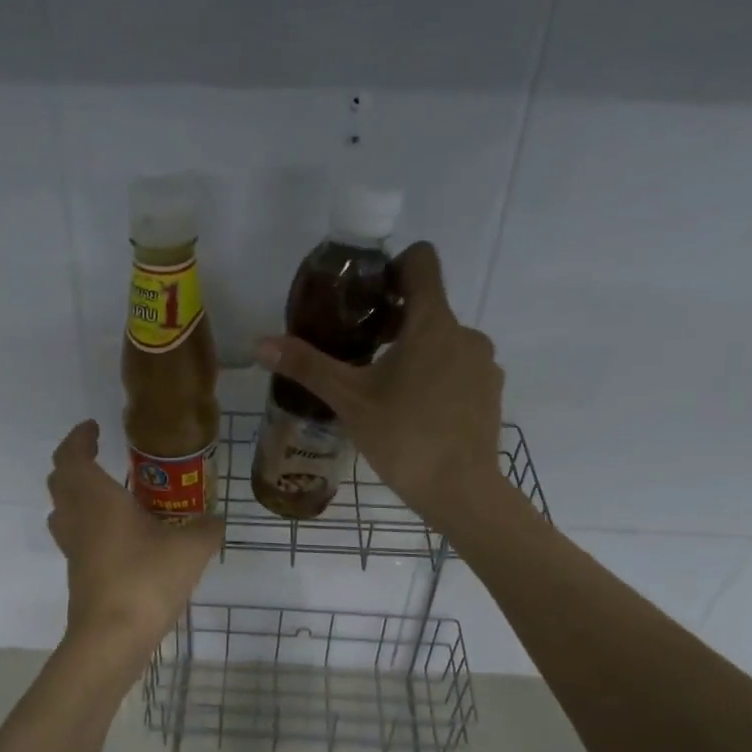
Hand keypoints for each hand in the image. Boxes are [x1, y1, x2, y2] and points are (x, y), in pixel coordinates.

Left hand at [46, 420, 223, 649]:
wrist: (112, 638)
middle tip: (98, 456)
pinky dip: (88, 523)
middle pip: (60, 481)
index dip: (79, 438)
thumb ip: (207, 528)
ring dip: (76, 494)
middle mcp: (78, 518)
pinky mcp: (78, 574)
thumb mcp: (191, 549)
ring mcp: (74, 549)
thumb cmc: (146, 579)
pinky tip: (118, 535)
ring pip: (62, 510)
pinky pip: (76, 536)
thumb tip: (216, 520)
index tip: (94, 427)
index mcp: (97, 499)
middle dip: (75, 463)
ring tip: (106, 492)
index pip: (73, 456)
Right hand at [257, 242, 504, 531]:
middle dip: (394, 322)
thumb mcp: (349, 400)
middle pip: (428, 307)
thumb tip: (260, 343)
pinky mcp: (491, 393)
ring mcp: (484, 365)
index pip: (422, 261)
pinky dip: (438, 378)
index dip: (393, 266)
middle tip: (361, 352)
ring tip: (386, 389)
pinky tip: (416, 412)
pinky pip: (460, 369)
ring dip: (416, 353)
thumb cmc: (404, 436)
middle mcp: (466, 333)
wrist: (461, 491)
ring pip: (444, 342)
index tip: (368, 295)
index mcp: (433, 322)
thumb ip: (308, 366)